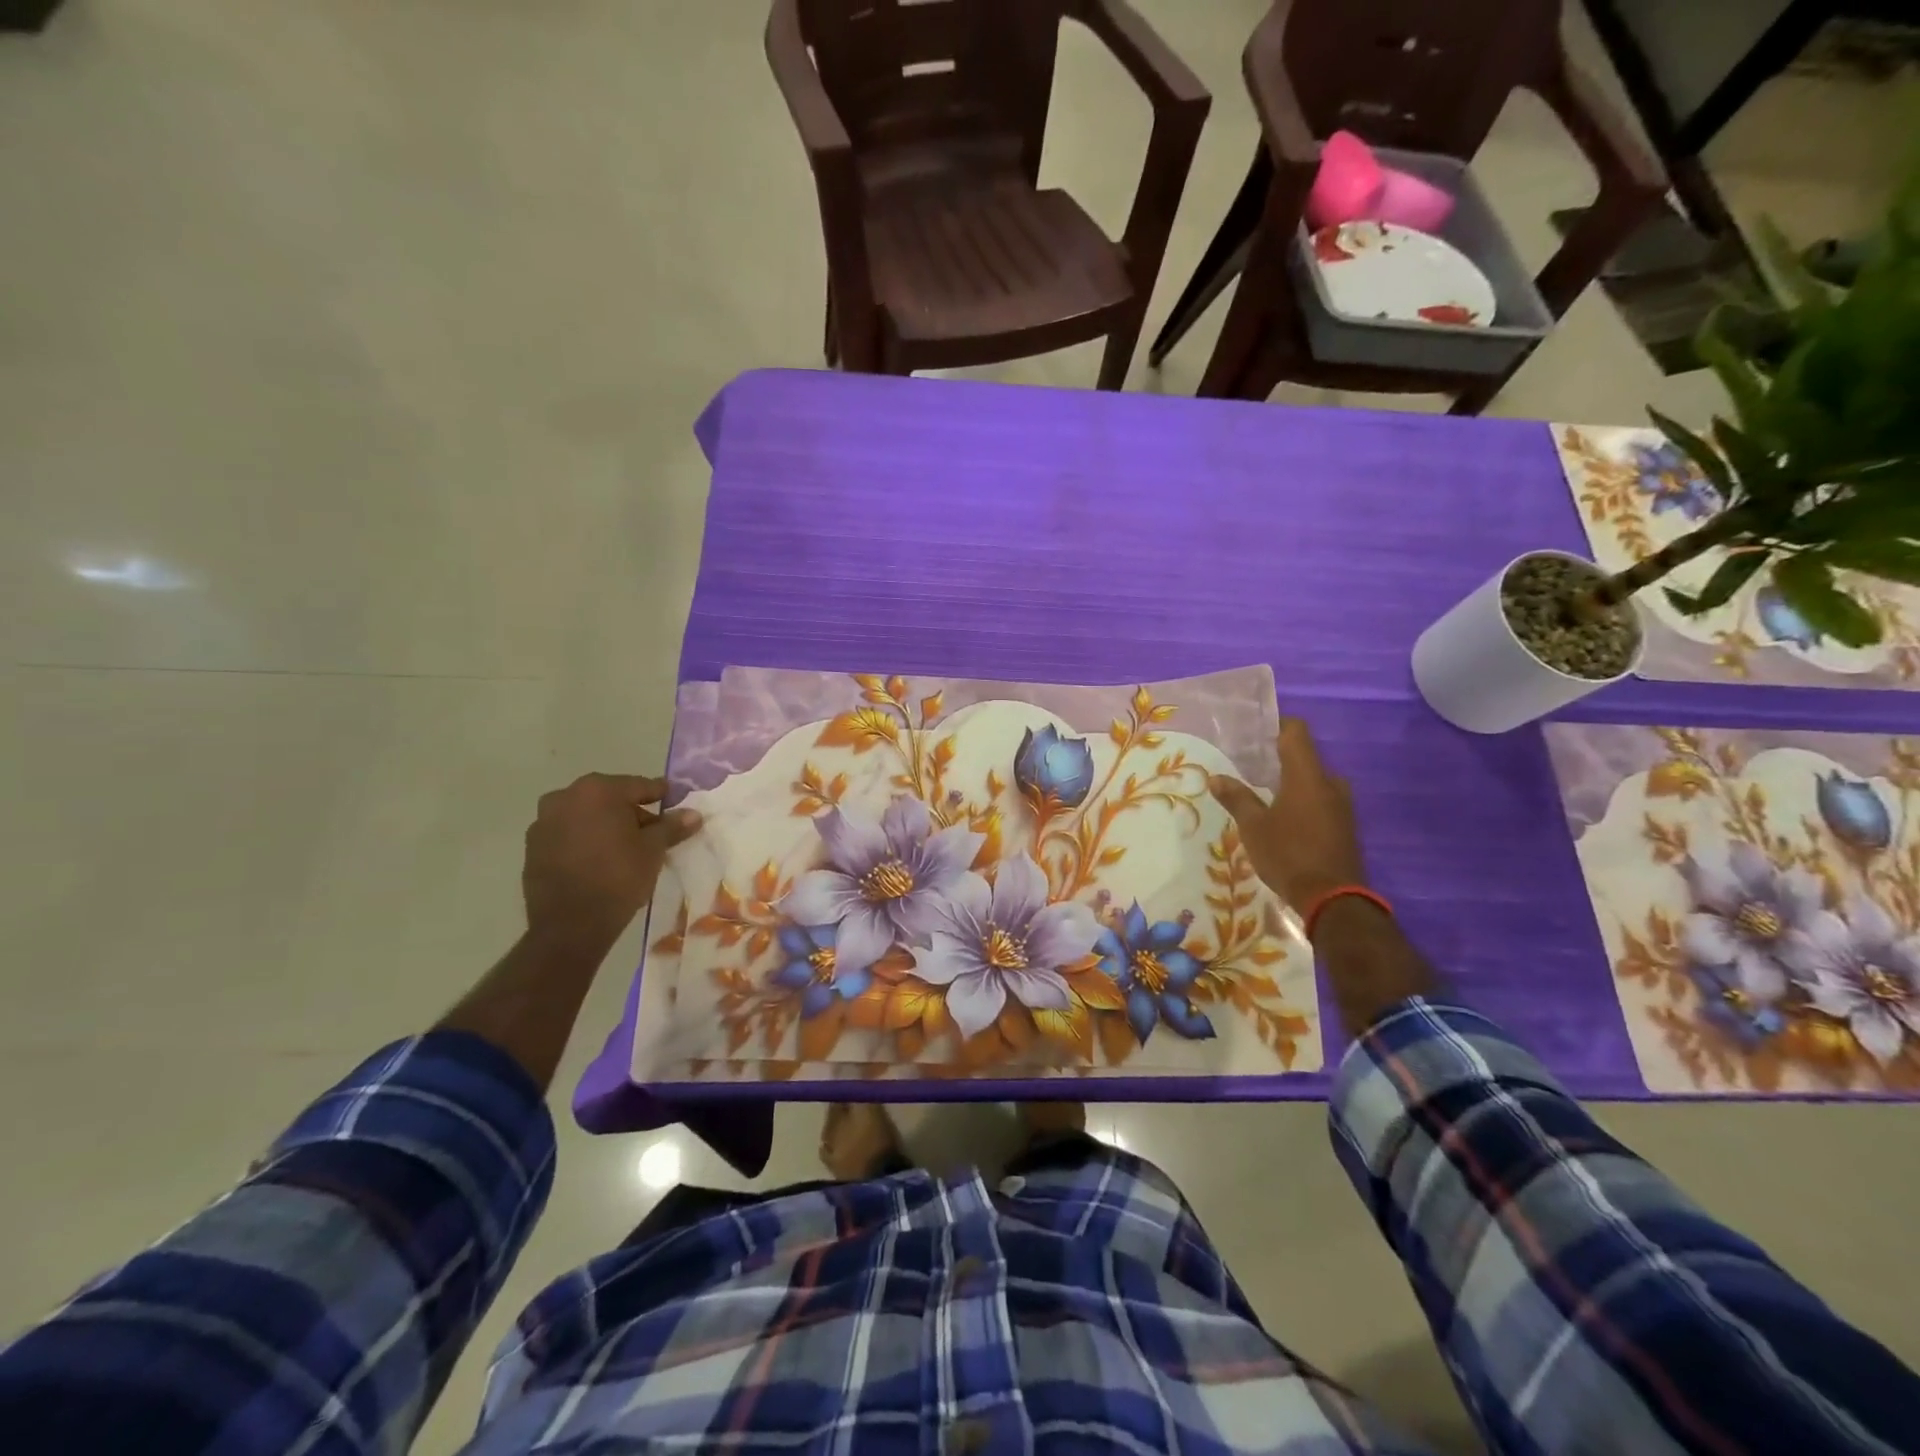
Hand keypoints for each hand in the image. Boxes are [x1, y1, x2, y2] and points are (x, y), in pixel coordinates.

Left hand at [522, 773, 700, 948]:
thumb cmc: (618, 878)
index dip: (660, 795)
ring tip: (626, 848)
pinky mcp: (532, 847)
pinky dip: (585, 840)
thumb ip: (671, 826)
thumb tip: (693, 814)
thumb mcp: (653, 850)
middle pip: (609, 798)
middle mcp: (565, 797)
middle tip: (653, 831)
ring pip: (586, 815)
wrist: (570, 926)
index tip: (675, 802)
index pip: (638, 785)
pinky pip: (568, 834)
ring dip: (606, 825)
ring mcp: (544, 822)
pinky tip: (600, 860)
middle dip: (631, 811)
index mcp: (598, 790)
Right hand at [1208, 718, 1365, 909]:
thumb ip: (1236, 798)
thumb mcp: (1253, 827)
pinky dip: (1302, 800)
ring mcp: (1342, 805)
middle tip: (1250, 766)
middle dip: (1279, 758)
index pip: (1296, 732)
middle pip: (1304, 757)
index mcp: (1307, 775)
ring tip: (1262, 792)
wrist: (1333, 899)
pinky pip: (1321, 800)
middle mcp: (1329, 783)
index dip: (1276, 725)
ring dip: (1291, 782)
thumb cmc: (1288, 854)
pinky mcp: (1344, 825)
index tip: (1254, 731)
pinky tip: (1282, 816)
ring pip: (1313, 781)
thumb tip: (1216, 777)